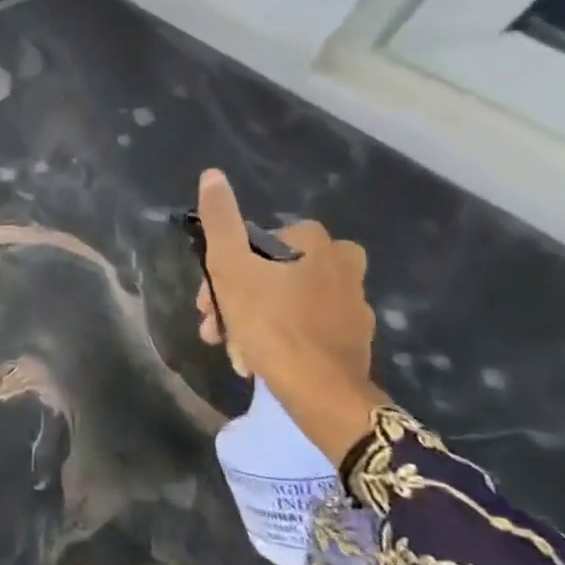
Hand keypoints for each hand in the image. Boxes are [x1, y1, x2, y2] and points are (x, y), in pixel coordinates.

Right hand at [193, 169, 383, 464]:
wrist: (320, 391)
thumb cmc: (271, 322)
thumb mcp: (231, 266)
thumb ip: (221, 219)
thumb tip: (213, 174)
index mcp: (314, 241)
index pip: (253, 246)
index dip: (223, 272)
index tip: (208, 302)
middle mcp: (342, 263)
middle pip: (270, 274)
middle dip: (236, 300)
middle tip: (216, 328)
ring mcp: (353, 303)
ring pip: (286, 302)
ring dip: (253, 321)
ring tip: (235, 351)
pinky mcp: (356, 337)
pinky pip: (306, 327)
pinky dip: (281, 338)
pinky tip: (261, 359)